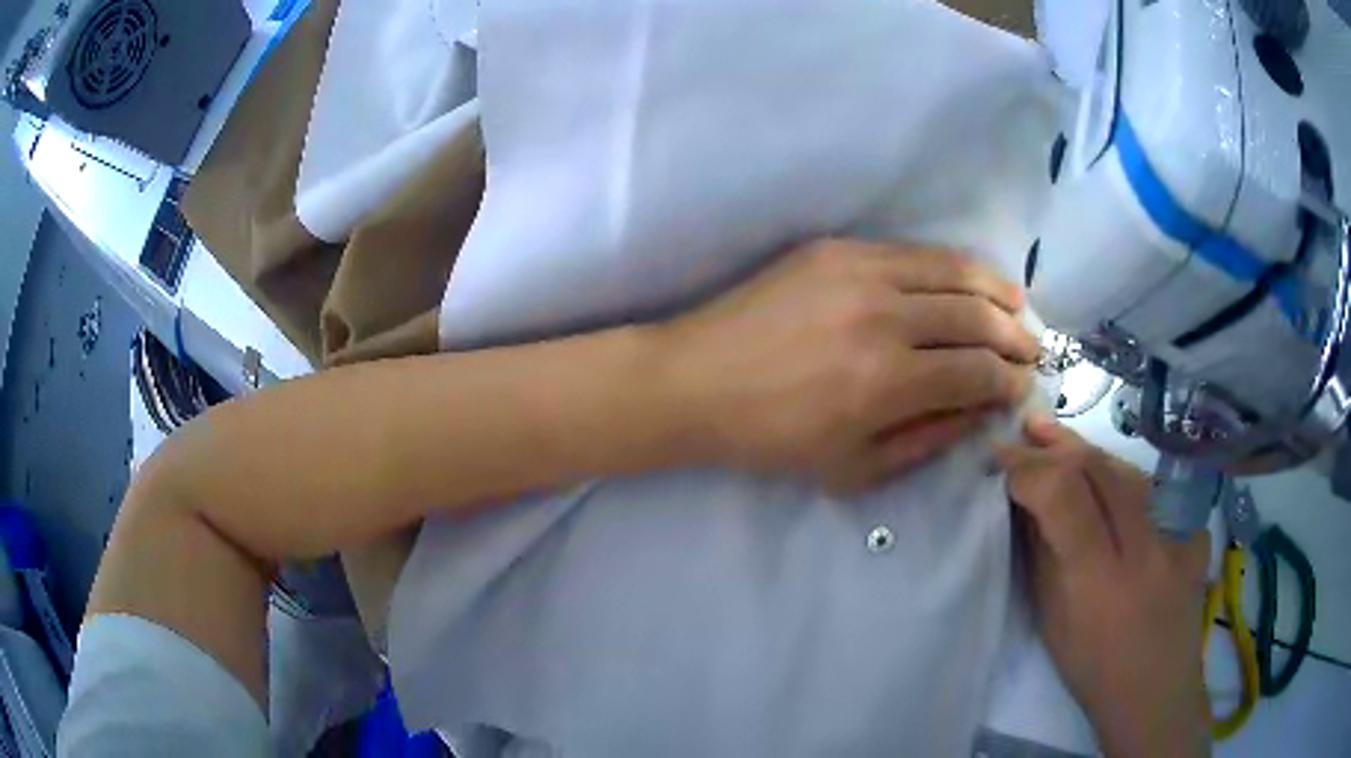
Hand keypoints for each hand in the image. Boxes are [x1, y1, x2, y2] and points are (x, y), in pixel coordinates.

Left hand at [660, 238, 1038, 492]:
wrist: (697, 381)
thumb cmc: (772, 438)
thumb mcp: (854, 467)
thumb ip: (928, 439)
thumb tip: (981, 411)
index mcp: (888, 382)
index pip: (978, 372)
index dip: (1009, 381)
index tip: (1023, 387)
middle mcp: (884, 318)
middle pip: (976, 317)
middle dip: (1015, 336)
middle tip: (1031, 349)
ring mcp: (858, 272)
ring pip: (952, 271)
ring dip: (994, 290)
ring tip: (1017, 304)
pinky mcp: (835, 248)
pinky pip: (911, 252)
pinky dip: (950, 265)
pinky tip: (966, 277)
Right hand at [998, 416, 1210, 757]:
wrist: (1155, 690)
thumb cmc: (1093, 668)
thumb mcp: (1053, 621)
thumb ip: (1042, 555)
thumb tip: (1024, 500)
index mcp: (1099, 580)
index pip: (1064, 496)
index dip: (1029, 468)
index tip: (1001, 459)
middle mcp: (1144, 547)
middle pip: (1101, 468)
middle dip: (1057, 444)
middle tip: (1026, 428)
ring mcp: (1179, 535)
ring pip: (1130, 470)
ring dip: (1090, 452)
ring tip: (1058, 439)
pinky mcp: (1197, 531)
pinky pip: (1157, 491)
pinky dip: (1125, 479)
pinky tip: (1110, 481)